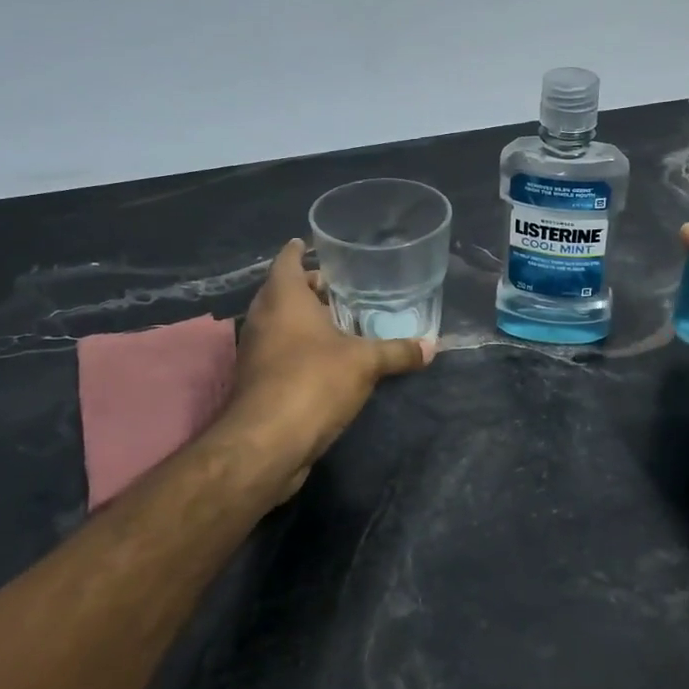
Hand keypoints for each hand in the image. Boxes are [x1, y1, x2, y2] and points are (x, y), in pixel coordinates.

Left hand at [218, 239, 433, 500]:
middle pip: (284, 291)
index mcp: (283, 298)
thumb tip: (433, 345)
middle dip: (310, 287)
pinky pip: (280, 351)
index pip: (288, 260)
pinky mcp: (258, 381)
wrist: (266, 443)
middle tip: (342, 285)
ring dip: (305, 320)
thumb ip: (398, 351)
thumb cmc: (313, 382)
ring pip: (280, 323)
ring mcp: (255, 351)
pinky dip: (300, 348)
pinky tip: (329, 358)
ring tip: (341, 320)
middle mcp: (263, 318)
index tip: (317, 245)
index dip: (301, 250)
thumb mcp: (365, 363)